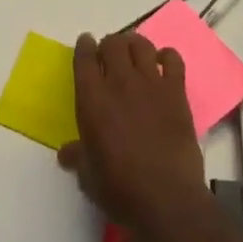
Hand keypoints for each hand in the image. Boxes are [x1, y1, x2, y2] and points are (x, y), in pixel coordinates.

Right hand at [59, 32, 207, 241]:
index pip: (84, 57)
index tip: (86, 45)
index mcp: (92, 99)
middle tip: (110, 56)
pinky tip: (163, 64)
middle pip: (114, 43)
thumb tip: (66, 152)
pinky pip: (173, 59)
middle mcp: (119, 82)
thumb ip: (77, 156)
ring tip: (134, 55)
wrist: (166, 199)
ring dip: (135, 45)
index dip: (84, 46)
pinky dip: (167, 56)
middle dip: (110, 45)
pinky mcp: (176, 92)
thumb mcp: (88, 176)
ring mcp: (151, 84)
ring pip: (141, 44)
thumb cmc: (120, 189)